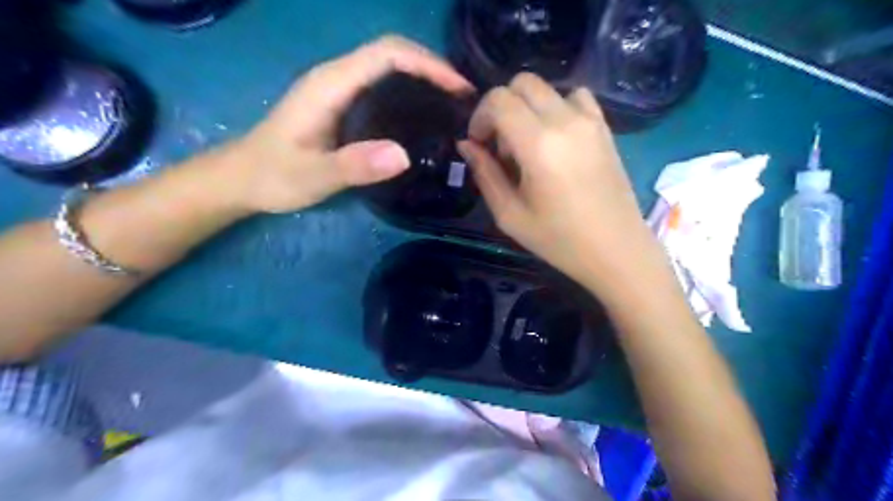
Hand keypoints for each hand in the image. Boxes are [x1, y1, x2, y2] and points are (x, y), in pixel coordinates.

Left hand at [227, 32, 470, 213]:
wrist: (243, 178)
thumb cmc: (275, 176)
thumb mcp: (313, 176)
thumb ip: (353, 165)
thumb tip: (403, 155)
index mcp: (331, 84)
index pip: (387, 54)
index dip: (428, 64)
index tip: (458, 88)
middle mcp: (336, 76)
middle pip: (392, 52)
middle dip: (433, 67)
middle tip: (463, 98)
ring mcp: (338, 88)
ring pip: (389, 66)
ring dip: (424, 76)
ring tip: (452, 104)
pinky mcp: (341, 103)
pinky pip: (382, 84)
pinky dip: (410, 90)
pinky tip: (423, 114)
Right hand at [460, 74, 653, 292]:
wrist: (615, 249)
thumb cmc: (558, 239)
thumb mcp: (510, 214)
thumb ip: (484, 174)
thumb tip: (466, 144)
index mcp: (539, 144)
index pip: (499, 100)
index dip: (480, 116)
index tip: (479, 144)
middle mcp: (566, 121)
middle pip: (522, 83)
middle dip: (501, 107)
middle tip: (500, 145)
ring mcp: (590, 120)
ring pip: (548, 88)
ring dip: (528, 107)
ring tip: (529, 143)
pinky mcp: (605, 127)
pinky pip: (576, 97)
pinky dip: (557, 107)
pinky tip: (555, 138)